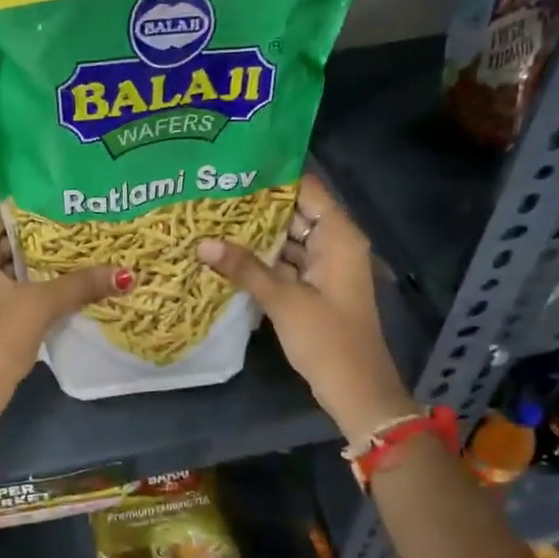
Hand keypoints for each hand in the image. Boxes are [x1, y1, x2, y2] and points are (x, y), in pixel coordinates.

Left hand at [0, 199, 127, 431]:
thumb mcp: (41, 306)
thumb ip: (81, 284)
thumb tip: (126, 274)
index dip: (34, 204)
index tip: (66, 201)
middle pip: (1, 236)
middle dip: (39, 235)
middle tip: (78, 225)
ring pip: (1, 261)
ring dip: (33, 260)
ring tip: (74, 250)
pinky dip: (23, 280)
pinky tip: (56, 281)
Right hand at [196, 174, 414, 440]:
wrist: (356, 389)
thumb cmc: (327, 339)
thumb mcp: (283, 300)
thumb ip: (244, 268)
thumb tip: (202, 242)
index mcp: (339, 236)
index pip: (307, 189)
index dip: (273, 177)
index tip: (233, 168)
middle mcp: (335, 244)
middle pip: (295, 213)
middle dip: (256, 207)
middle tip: (213, 195)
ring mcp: (325, 267)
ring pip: (288, 239)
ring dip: (256, 235)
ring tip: (213, 220)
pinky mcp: (315, 289)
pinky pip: (287, 263)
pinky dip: (263, 260)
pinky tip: (228, 255)